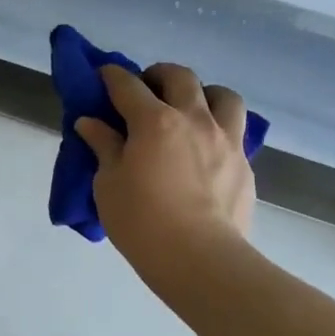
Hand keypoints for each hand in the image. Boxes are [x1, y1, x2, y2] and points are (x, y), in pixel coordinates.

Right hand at [75, 62, 254, 268]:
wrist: (200, 260)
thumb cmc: (142, 222)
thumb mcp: (109, 184)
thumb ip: (104, 147)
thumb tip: (90, 123)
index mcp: (154, 121)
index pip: (128, 85)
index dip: (112, 76)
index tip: (104, 75)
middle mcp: (194, 119)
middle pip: (180, 77)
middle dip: (159, 75)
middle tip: (146, 89)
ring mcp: (225, 140)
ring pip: (223, 96)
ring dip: (204, 94)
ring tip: (191, 110)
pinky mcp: (244, 165)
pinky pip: (236, 132)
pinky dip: (219, 130)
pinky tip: (207, 151)